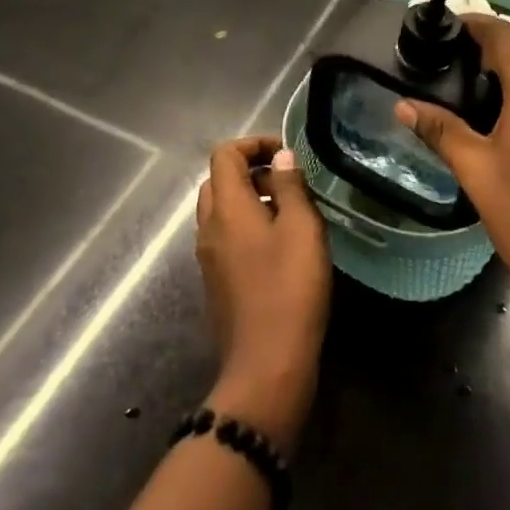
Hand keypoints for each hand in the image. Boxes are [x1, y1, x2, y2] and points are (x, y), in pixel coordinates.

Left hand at [195, 137, 330, 454]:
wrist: (266, 366)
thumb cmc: (289, 288)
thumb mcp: (301, 228)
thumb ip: (290, 186)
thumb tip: (280, 157)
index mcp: (226, 209)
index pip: (224, 155)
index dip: (253, 144)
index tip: (286, 154)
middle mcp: (208, 228)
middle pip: (218, 181)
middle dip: (250, 170)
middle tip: (288, 181)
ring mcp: (208, 258)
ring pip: (221, 211)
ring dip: (249, 199)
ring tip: (289, 211)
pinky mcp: (216, 282)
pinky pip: (225, 237)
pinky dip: (246, 225)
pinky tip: (279, 245)